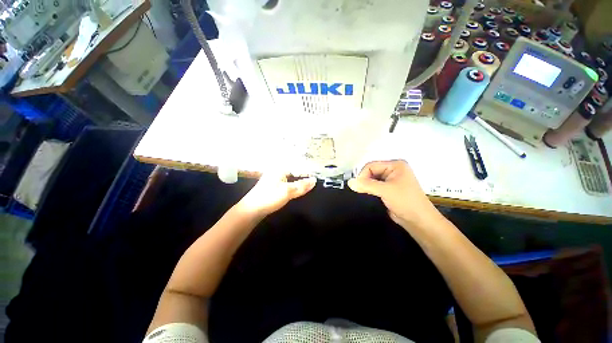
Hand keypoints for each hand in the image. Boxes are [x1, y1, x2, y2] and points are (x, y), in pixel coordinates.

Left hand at [237, 173, 315, 216]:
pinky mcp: (273, 185)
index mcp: (280, 168)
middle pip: (294, 170)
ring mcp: (274, 177)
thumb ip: (302, 186)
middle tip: (315, 175)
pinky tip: (298, 185)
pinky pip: (287, 180)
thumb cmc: (269, 197)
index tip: (318, 173)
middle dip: (304, 172)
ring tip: (310, 179)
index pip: (298, 166)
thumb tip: (314, 180)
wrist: (251, 209)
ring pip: (291, 175)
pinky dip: (294, 182)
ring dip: (299, 178)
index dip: (308, 170)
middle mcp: (277, 170)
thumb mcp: (288, 191)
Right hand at [348, 160, 441, 228]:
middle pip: (371, 171)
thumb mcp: (385, 190)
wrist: (418, 221)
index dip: (363, 175)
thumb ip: (366, 185)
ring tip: (364, 194)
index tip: (358, 186)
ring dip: (367, 186)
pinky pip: (375, 186)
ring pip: (372, 179)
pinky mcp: (389, 189)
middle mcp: (393, 170)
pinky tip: (367, 195)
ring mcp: (391, 180)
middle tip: (360, 191)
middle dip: (365, 181)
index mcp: (395, 165)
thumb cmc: (405, 201)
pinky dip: (369, 190)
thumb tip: (350, 182)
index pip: (371, 165)